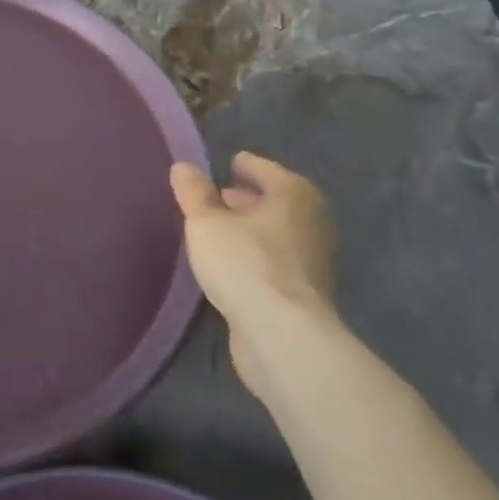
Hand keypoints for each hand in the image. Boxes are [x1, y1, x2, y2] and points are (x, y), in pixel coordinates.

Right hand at [170, 153, 338, 401]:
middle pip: (277, 201)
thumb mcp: (206, 223)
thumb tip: (183, 167)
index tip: (229, 164)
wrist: (282, 335)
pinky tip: (234, 265)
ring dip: (254, 229)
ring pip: (279, 233)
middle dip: (249, 198)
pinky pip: (278, 261)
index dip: (246, 165)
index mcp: (294, 194)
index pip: (266, 169)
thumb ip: (194, 193)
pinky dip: (259, 256)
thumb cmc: (245, 263)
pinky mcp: (307, 293)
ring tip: (221, 231)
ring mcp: (315, 260)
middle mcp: (313, 221)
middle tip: (220, 197)